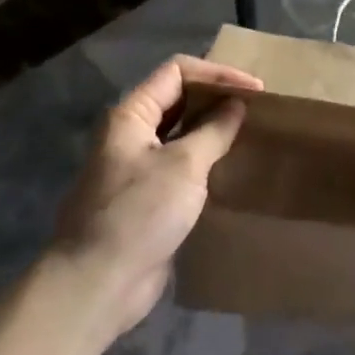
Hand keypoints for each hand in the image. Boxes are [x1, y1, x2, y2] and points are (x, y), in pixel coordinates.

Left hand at [55, 55, 262, 333]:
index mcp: (130, 116)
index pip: (177, 72)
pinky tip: (230, 168)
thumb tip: (236, 105)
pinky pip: (180, 166)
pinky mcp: (146, 198)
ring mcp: (136, 167)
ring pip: (180, 134)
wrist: (98, 283)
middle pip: (178, 100)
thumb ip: (214, 130)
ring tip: (249, 133)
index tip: (255, 90)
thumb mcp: (185, 165)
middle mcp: (130, 135)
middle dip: (217, 99)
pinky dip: (205, 159)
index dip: (217, 74)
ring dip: (213, 130)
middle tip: (256, 108)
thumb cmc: (140, 213)